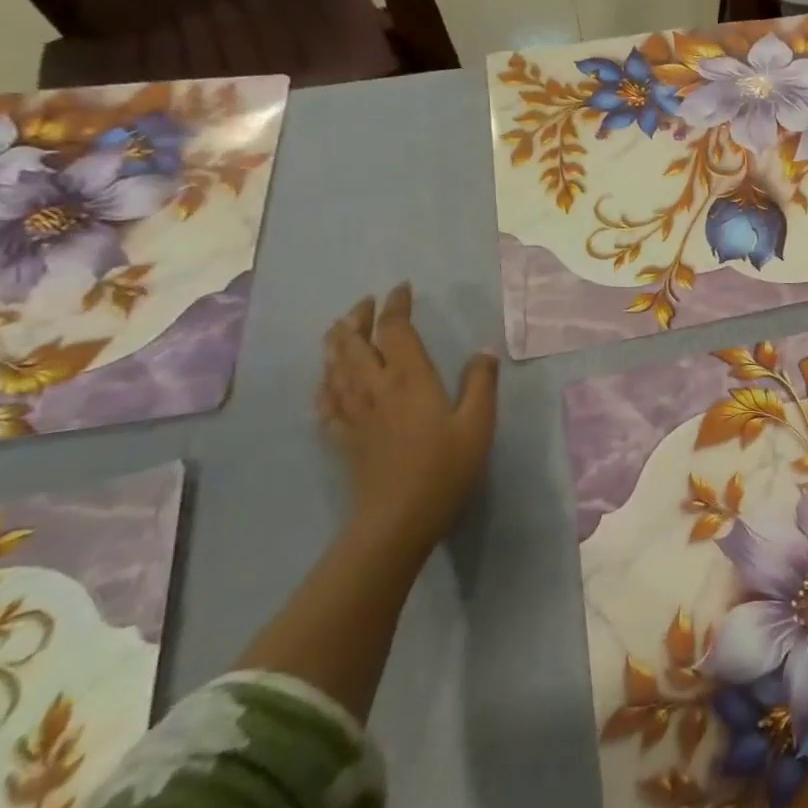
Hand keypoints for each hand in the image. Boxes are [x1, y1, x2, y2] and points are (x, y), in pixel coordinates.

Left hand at [316, 283, 498, 548]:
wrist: (398, 518)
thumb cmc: (445, 467)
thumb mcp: (478, 423)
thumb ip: (480, 383)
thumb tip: (483, 350)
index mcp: (409, 378)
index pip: (395, 329)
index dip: (395, 305)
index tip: (402, 289)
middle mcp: (375, 387)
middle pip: (353, 342)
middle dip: (357, 317)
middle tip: (366, 304)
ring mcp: (353, 412)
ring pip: (333, 367)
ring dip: (336, 342)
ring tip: (341, 329)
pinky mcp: (342, 436)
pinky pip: (324, 400)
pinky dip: (324, 381)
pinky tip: (327, 380)